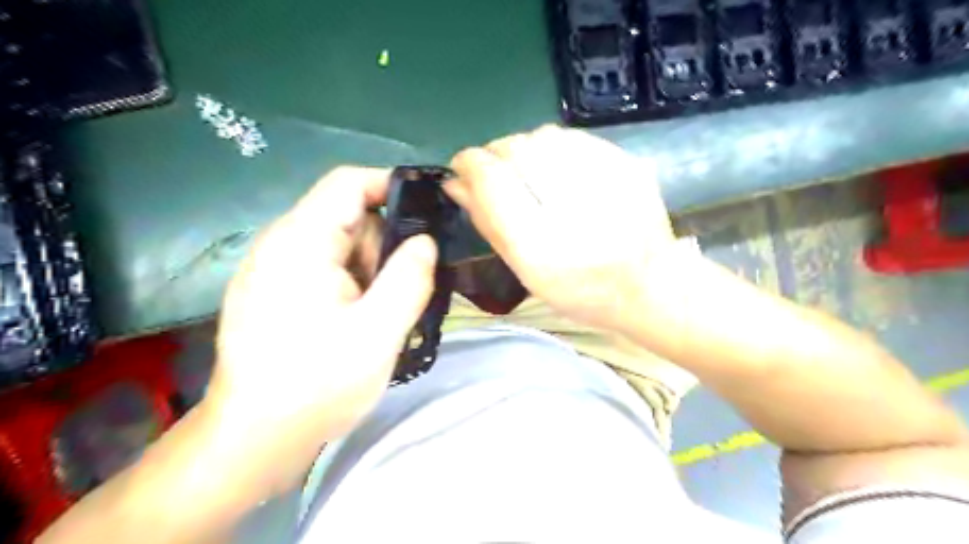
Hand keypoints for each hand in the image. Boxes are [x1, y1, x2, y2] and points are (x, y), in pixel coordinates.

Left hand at [207, 167, 436, 495]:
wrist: (254, 440)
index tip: (429, 213)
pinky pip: (326, 269)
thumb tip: (425, 241)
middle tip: (402, 291)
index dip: (392, 186)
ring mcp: (274, 270)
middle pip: (348, 217)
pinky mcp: (275, 293)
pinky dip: (354, 285)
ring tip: (380, 315)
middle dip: (384, 246)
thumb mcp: (378, 331)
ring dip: (371, 271)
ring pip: (341, 247)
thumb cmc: (316, 385)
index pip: (348, 183)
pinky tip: (360, 321)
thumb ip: (409, 278)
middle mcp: (281, 245)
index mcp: (300, 242)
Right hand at [446, 126, 676, 332]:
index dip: (470, 163)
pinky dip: (555, 148)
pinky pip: (574, 138)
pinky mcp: (629, 165)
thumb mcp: (525, 271)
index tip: (463, 166)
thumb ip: (487, 223)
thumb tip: (454, 181)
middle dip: (496, 154)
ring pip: (544, 136)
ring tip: (530, 174)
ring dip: (525, 148)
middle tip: (497, 172)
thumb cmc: (578, 292)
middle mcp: (575, 209)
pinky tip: (560, 172)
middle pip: (517, 149)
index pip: (493, 180)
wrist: (649, 287)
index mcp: (542, 247)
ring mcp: (608, 182)